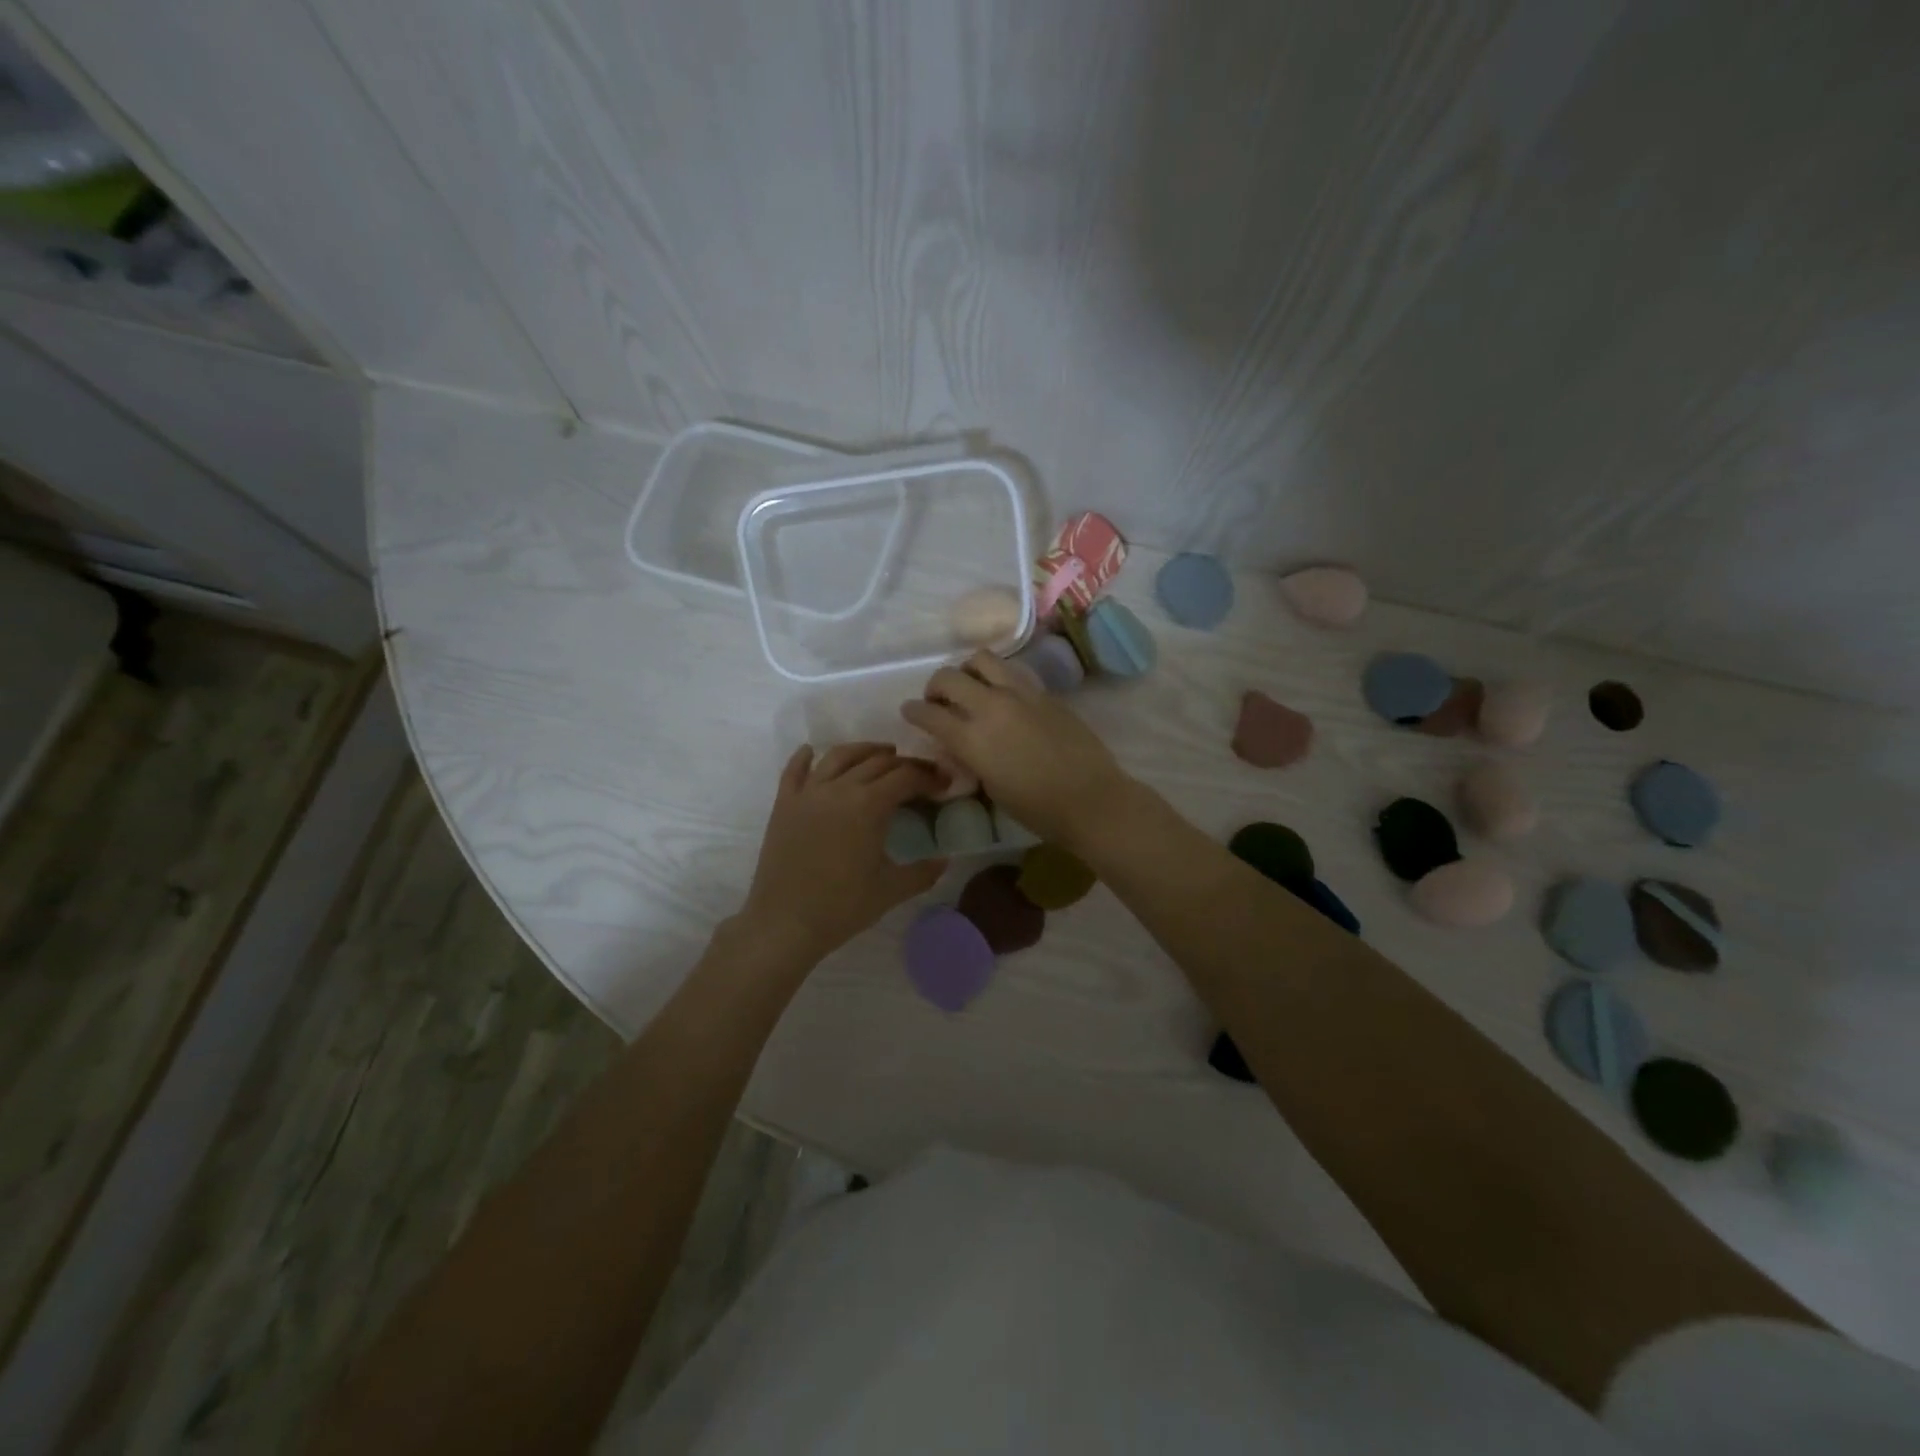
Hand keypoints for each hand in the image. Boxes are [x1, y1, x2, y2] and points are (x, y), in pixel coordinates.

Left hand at [737, 743, 945, 964]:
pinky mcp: (784, 804)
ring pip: (839, 756)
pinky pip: (794, 771)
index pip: (906, 777)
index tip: (944, 783)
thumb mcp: (891, 891)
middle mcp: (839, 788)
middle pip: (877, 762)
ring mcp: (808, 793)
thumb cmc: (842, 907)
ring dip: (864, 750)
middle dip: (905, 763)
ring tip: (882, 752)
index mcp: (869, 805)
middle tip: (920, 773)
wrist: (784, 923)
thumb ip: (923, 872)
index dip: (929, 776)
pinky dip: (805, 757)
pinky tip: (811, 751)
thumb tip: (945, 860)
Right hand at [901, 651, 1132, 848]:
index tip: (910, 712)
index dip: (913, 711)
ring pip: (981, 659)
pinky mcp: (1044, 693)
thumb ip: (970, 759)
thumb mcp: (991, 788)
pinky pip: (1012, 673)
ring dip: (967, 670)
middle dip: (935, 686)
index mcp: (972, 739)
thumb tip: (961, 745)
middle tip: (938, 700)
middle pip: (948, 677)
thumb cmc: (1037, 809)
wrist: (1091, 799)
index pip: (928, 713)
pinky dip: (998, 679)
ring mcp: (1020, 694)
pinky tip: (1003, 697)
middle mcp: (991, 707)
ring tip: (972, 687)